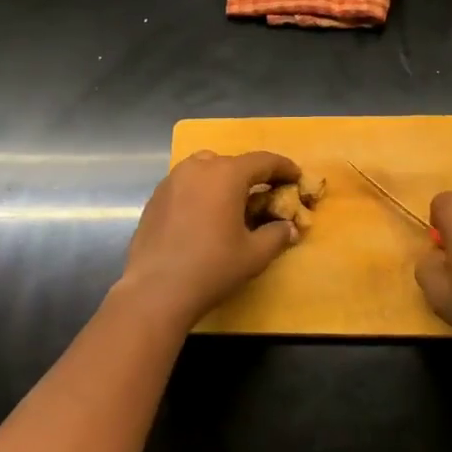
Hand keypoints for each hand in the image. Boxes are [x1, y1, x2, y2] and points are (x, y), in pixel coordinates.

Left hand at [121, 151, 302, 325]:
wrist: (155, 290)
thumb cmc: (211, 268)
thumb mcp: (254, 254)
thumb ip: (277, 235)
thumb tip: (289, 227)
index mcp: (226, 174)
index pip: (263, 161)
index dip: (283, 168)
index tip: (297, 177)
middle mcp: (197, 168)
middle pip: (232, 163)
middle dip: (252, 176)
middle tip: (266, 196)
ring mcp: (172, 181)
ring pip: (205, 170)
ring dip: (224, 181)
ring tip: (233, 205)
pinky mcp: (155, 198)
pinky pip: (186, 185)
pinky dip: (202, 192)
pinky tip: (204, 217)